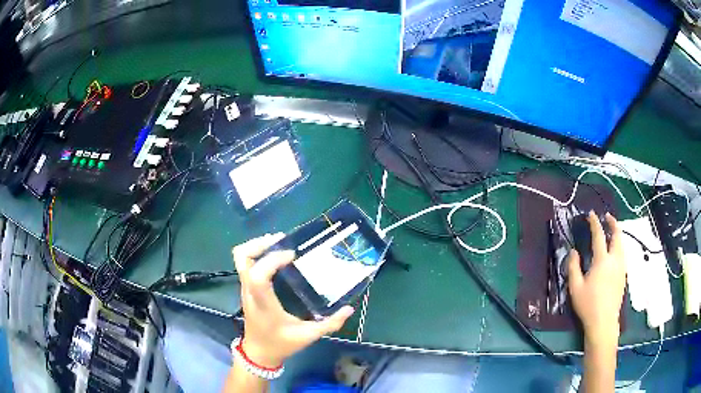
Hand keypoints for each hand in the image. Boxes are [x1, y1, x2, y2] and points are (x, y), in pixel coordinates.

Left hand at [232, 234, 353, 367]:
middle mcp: (251, 291)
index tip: (292, 254)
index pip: (258, 276)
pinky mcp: (247, 288)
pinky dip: (258, 253)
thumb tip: (349, 308)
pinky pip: (246, 263)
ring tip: (279, 244)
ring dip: (257, 246)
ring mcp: (245, 288)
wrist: (258, 353)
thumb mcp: (308, 336)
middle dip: (260, 243)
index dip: (272, 260)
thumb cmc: (280, 344)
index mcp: (264, 304)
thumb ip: (329, 324)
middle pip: (242, 257)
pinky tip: (276, 258)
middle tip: (282, 240)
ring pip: (240, 257)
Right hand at [567, 212, 625, 348]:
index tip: (591, 214)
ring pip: (622, 244)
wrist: (603, 322)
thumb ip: (573, 267)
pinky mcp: (623, 275)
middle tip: (607, 217)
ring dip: (617, 234)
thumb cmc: (588, 305)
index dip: (595, 223)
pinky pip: (622, 254)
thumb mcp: (575, 287)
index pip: (599, 235)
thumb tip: (573, 251)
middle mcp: (615, 259)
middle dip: (613, 223)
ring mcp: (621, 267)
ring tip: (612, 231)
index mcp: (602, 260)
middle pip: (617, 235)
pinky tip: (615, 251)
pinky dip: (619, 246)